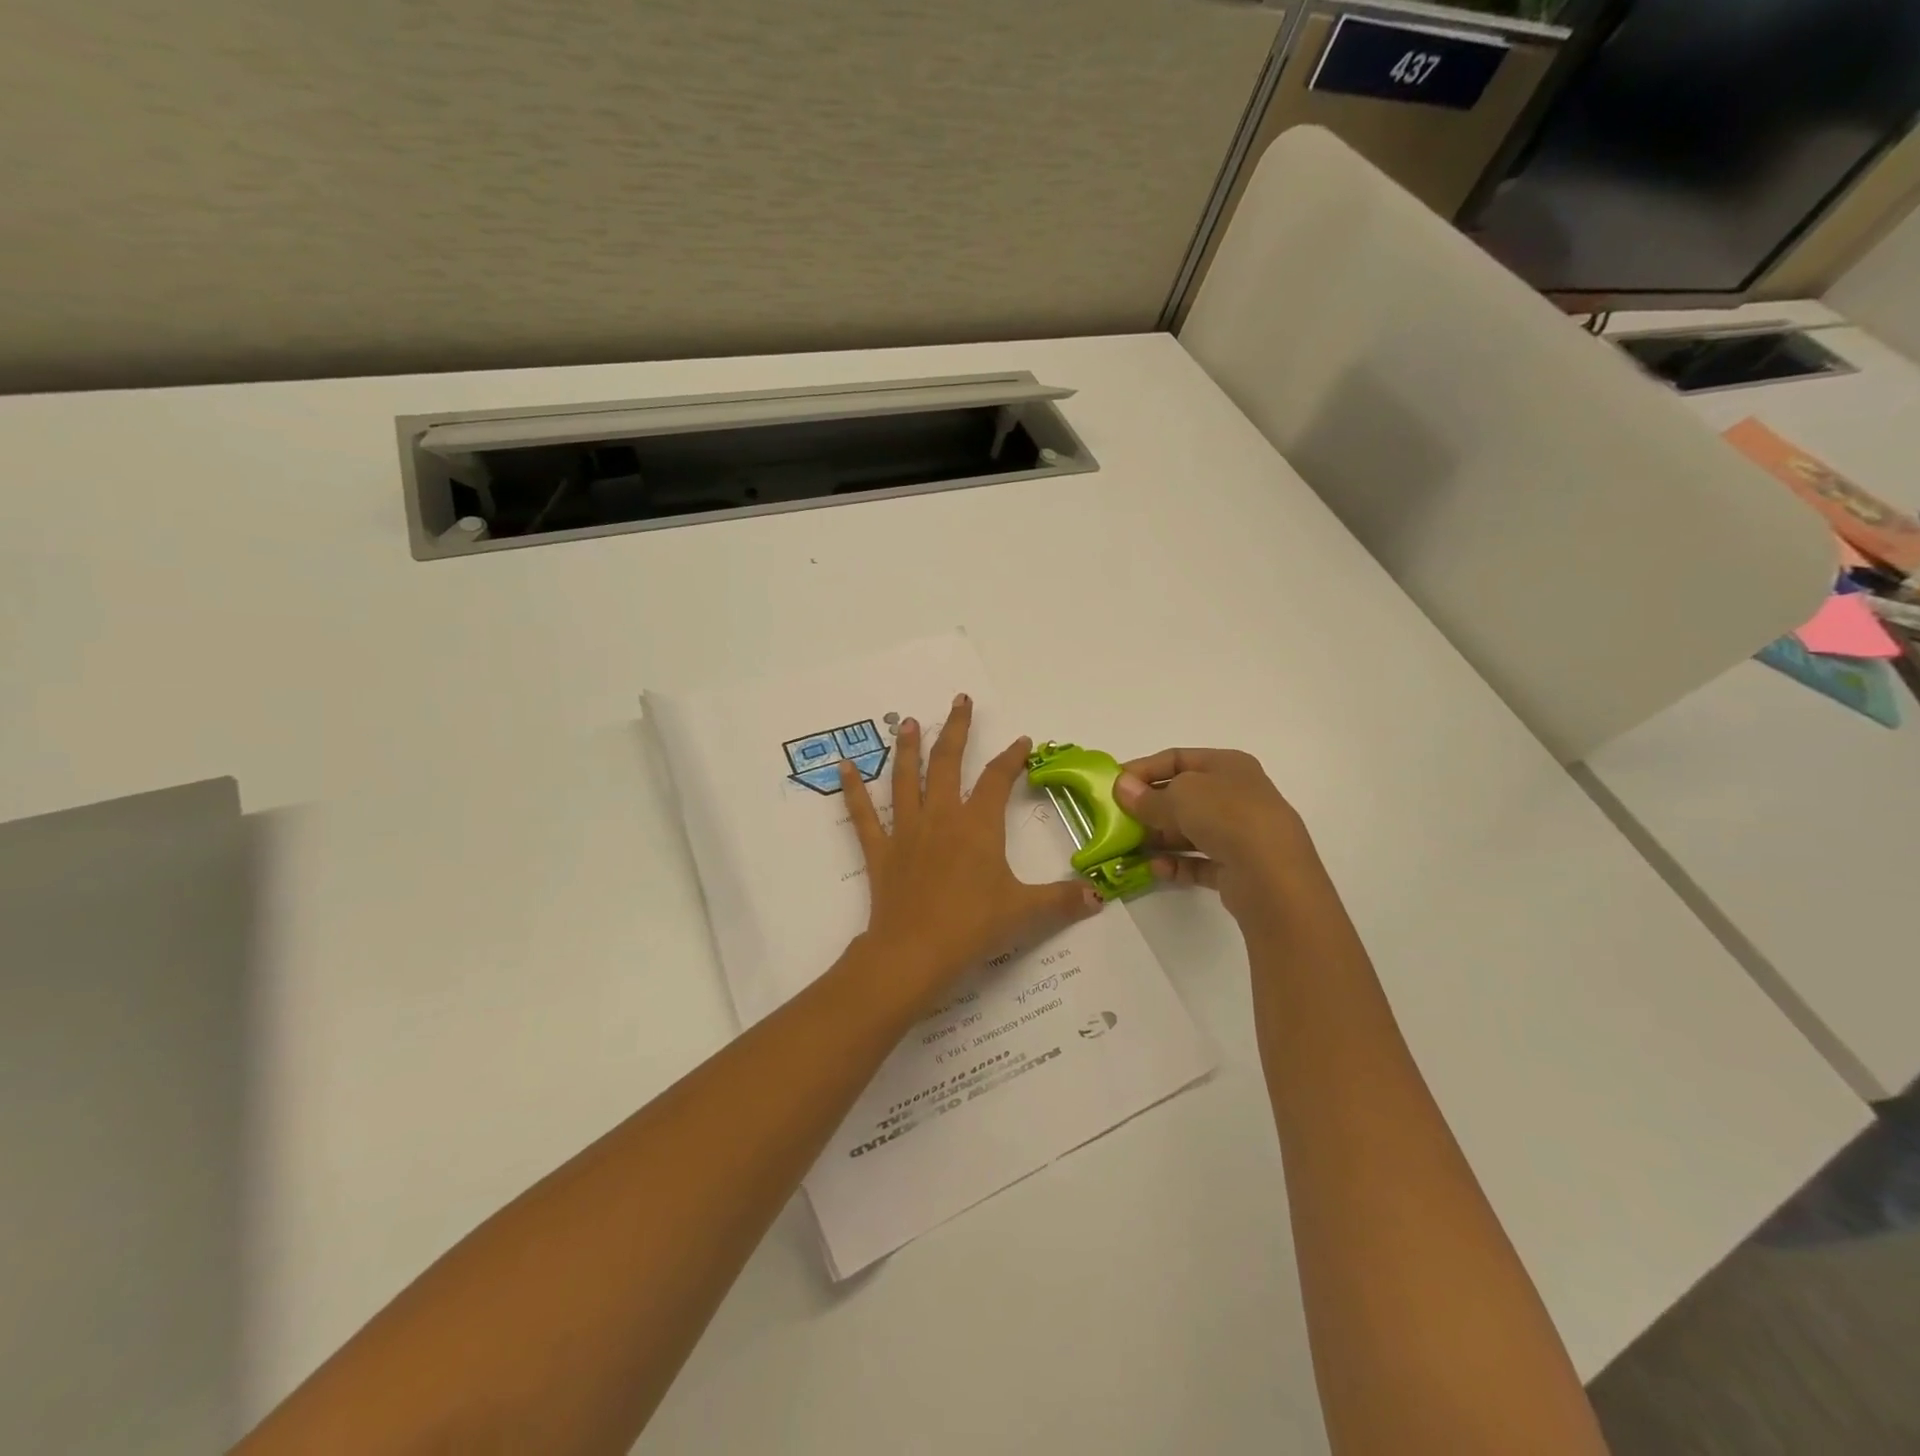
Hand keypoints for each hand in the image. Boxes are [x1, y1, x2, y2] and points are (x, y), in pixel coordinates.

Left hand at [841, 693, 1101, 1005]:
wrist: (915, 952)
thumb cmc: (973, 927)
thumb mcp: (1026, 913)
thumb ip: (1063, 901)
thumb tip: (1099, 898)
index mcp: (978, 825)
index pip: (998, 780)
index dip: (1012, 758)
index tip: (1022, 741)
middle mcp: (941, 817)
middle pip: (948, 763)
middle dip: (957, 730)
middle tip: (960, 701)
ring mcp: (907, 831)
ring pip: (905, 779)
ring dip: (907, 748)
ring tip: (907, 722)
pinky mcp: (881, 851)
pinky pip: (862, 815)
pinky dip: (852, 790)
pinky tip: (842, 767)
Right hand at [1115, 748, 1318, 925]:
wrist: (1273, 876)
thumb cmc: (1227, 817)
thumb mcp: (1180, 796)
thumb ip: (1147, 796)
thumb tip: (1122, 788)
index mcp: (1228, 765)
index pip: (1177, 758)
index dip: (1143, 769)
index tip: (1113, 786)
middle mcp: (1237, 794)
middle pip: (1183, 796)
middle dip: (1149, 807)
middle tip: (1118, 820)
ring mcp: (1240, 832)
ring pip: (1190, 830)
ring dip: (1159, 838)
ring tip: (1130, 848)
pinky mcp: (1238, 867)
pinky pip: (1199, 861)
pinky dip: (1177, 864)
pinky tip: (1155, 869)